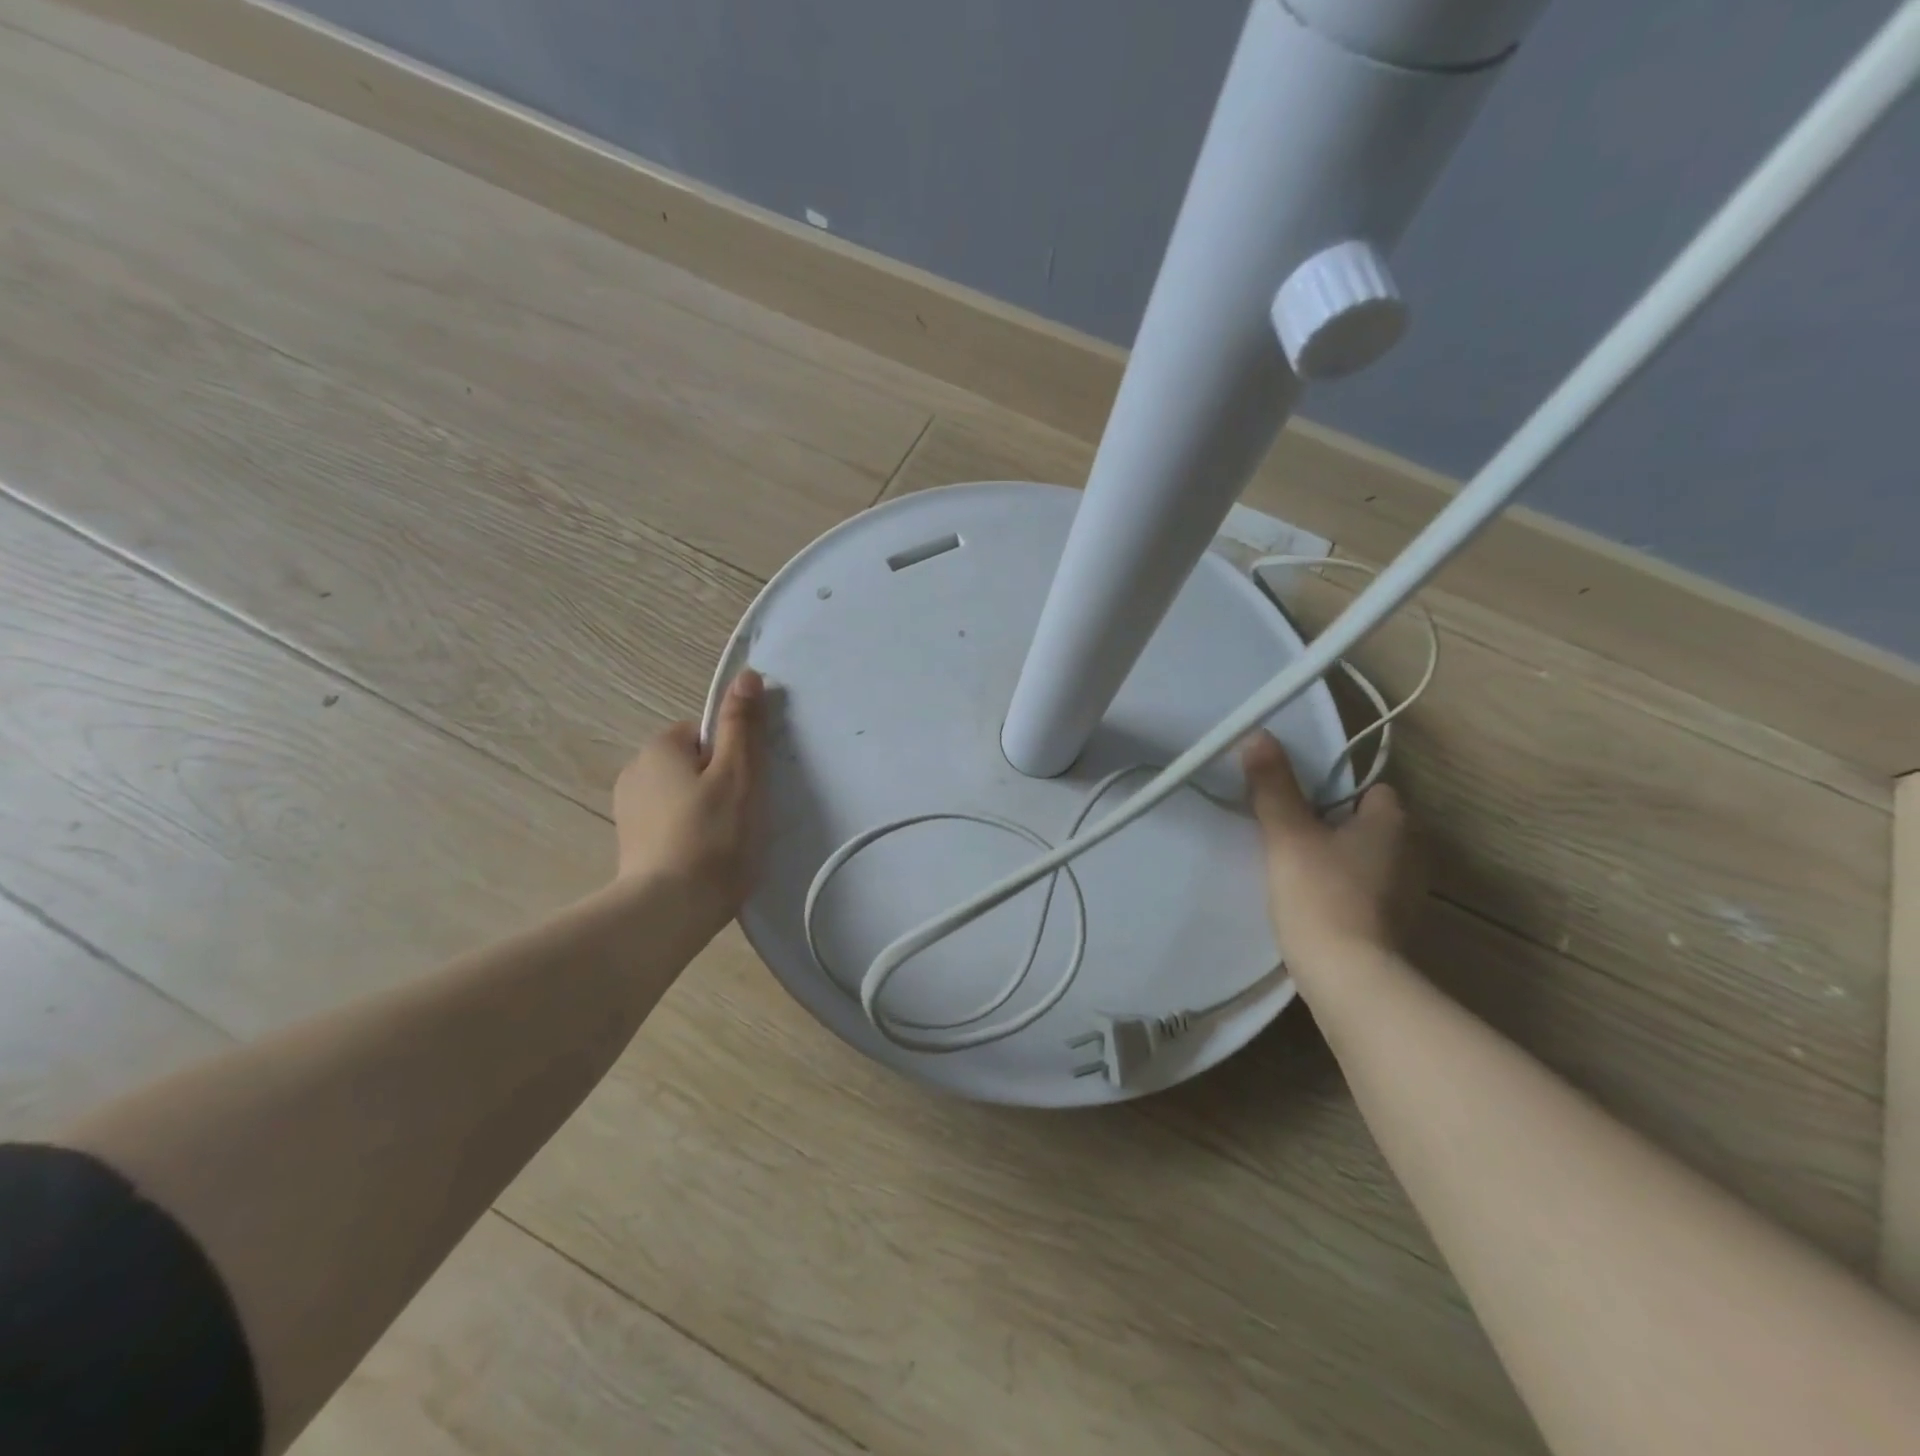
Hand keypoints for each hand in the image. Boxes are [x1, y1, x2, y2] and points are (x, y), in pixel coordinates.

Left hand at [612, 670, 765, 917]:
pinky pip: (671, 822)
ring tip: (726, 841)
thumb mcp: (738, 774)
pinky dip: (690, 832)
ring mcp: (629, 809)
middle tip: (743, 815)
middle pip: (695, 762)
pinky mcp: (632, 843)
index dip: (734, 755)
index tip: (749, 785)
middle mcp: (635, 770)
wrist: (668, 910)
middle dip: (720, 781)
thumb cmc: (712, 836)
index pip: (706, 732)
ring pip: (683, 794)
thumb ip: (742, 724)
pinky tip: (706, 856)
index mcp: (660, 746)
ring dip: (705, 808)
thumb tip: (747, 675)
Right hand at [1241, 732, 1424, 984]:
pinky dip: (1348, 894)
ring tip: (1299, 871)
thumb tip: (1259, 735)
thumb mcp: (1287, 835)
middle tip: (1293, 835)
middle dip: (1339, 827)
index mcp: (1394, 824)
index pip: (1374, 790)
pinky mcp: (1398, 929)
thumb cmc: (1321, 895)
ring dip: (1343, 862)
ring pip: (1371, 862)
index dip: (1339, 792)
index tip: (1302, 804)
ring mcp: (1410, 896)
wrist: (1350, 980)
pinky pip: (1369, 894)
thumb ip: (1273, 786)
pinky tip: (1316, 906)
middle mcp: (1413, 854)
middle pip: (1373, 826)